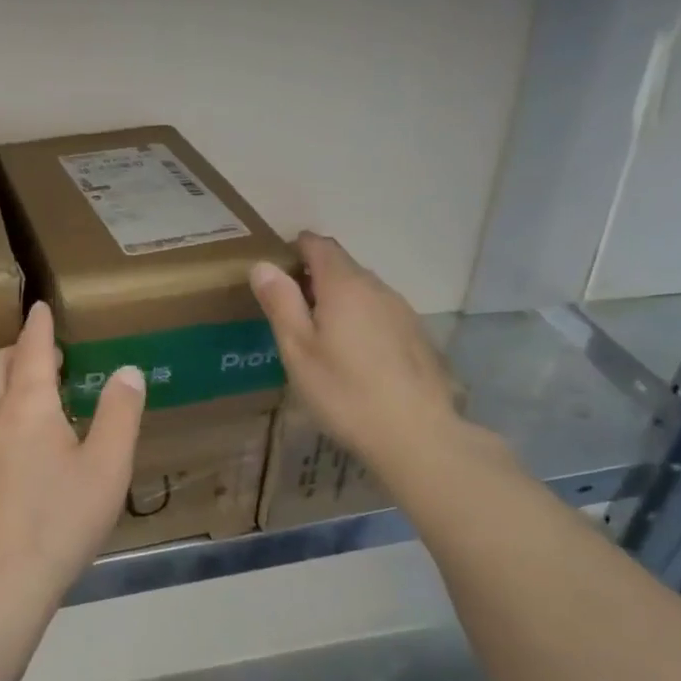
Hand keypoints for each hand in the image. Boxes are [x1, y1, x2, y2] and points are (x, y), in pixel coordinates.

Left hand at [0, 301, 146, 610]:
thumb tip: (127, 371)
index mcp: (28, 405)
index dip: (39, 325)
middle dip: (18, 350)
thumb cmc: (59, 520)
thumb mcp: (107, 467)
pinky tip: (9, 444)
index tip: (40, 307)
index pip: (32, 348)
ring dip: (3, 380)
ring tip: (29, 393)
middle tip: (44, 354)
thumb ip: (120, 414)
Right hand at [252, 232, 471, 478]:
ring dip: (341, 299)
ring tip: (321, 332)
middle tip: (291, 306)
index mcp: (344, 285)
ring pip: (364, 290)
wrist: (417, 435)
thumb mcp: (298, 350)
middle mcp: (377, 287)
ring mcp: (402, 311)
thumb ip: (281, 303)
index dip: (297, 248)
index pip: (319, 245)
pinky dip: (362, 319)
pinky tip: (355, 354)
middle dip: (316, 275)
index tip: (278, 268)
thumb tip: (263, 265)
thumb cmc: (345, 391)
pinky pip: (381, 312)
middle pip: (343, 266)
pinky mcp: (418, 335)